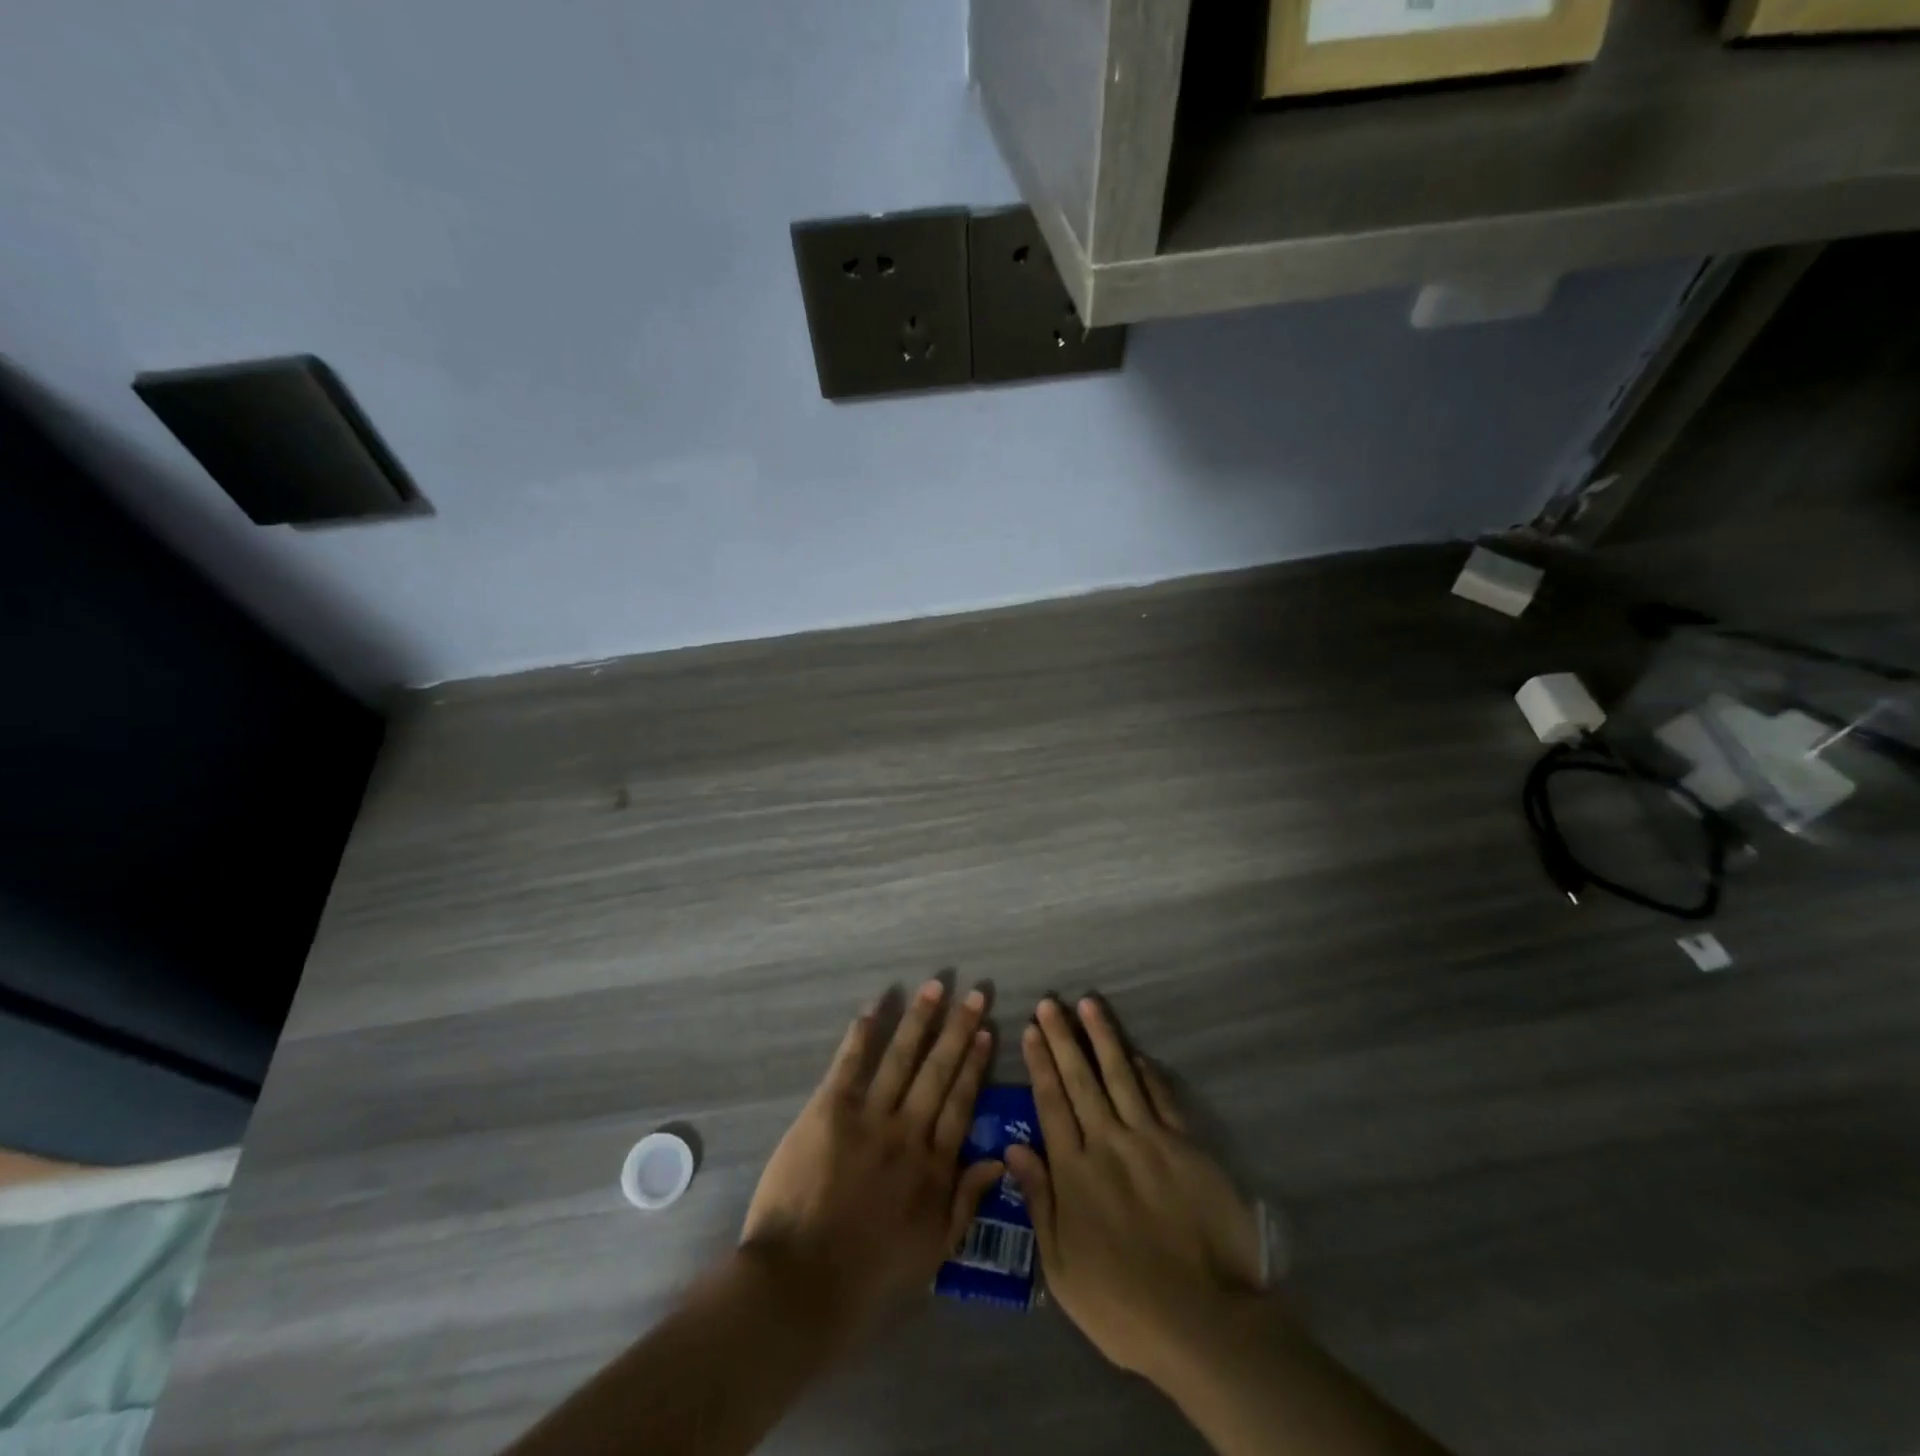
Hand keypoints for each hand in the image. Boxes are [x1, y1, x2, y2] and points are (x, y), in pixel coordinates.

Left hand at [741, 980, 1002, 1347]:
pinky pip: (850, 1065)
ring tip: (936, 986)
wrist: (801, 1283)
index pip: (961, 1103)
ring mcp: (869, 1118)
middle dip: (957, 1029)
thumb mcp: (933, 1251)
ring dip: (919, 1020)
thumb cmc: (869, 1276)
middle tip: (975, 993)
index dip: (974, 1065)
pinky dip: (862, 1035)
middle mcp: (908, 1132)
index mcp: (933, 1166)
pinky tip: (874, 1007)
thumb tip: (997, 1160)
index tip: (987, 1032)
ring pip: (901, 1058)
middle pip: (938, 1071)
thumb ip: (965, 1202)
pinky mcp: (829, 1111)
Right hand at [1006, 997, 1266, 1385]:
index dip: (1040, 1063)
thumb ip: (1039, 1201)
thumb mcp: (1062, 1268)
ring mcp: (1149, 1140)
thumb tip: (1013, 1148)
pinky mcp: (1185, 1146)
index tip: (1030, 1029)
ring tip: (1088, 1004)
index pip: (1051, 1102)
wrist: (1204, 1322)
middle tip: (1050, 1002)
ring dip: (1102, 1037)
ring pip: (1120, 1075)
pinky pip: (1161, 1097)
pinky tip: (1135, 1053)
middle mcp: (1108, 1143)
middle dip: (1062, 1037)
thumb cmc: (1123, 1305)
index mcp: (1074, 1171)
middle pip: (1080, 1079)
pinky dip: (1146, 1071)